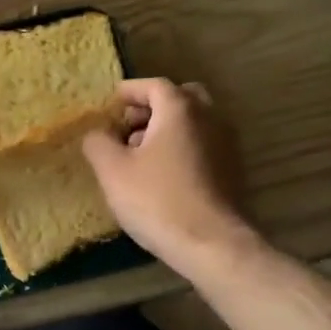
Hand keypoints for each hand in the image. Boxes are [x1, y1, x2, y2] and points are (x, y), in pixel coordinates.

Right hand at [82, 78, 257, 279]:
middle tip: (129, 125)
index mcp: (180, 110)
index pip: (154, 85)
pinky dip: (183, 147)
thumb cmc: (157, 200)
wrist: (212, 244)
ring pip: (195, 122)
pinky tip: (163, 174)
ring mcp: (227, 144)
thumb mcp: (113, 171)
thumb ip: (98, 143)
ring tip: (141, 154)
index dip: (130, 91)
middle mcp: (210, 118)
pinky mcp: (233, 170)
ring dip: (168, 128)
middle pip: (181, 98)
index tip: (111, 103)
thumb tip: (97, 133)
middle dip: (153, 107)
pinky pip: (204, 144)